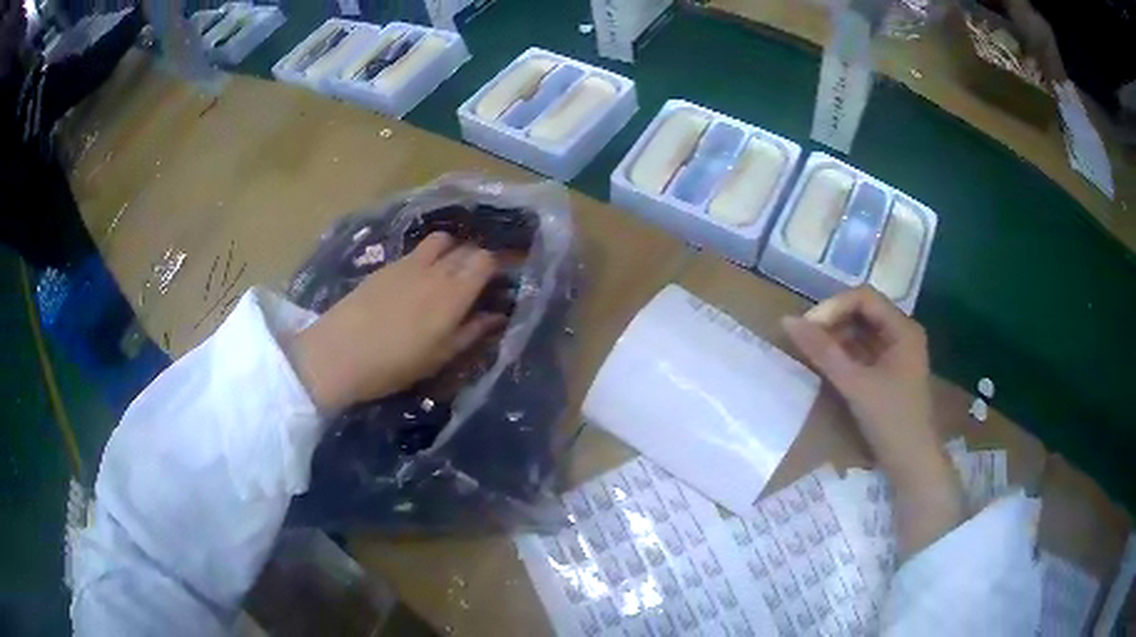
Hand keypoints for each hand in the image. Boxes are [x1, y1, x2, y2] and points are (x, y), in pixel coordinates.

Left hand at [288, 232, 504, 413]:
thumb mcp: (440, 356)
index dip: (496, 266)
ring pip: (440, 240)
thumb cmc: (395, 364)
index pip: (485, 260)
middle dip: (476, 259)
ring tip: (447, 273)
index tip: (498, 282)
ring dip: (450, 250)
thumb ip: (471, 332)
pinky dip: (426, 257)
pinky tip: (417, 280)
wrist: (339, 353)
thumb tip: (497, 316)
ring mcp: (408, 263)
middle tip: (476, 281)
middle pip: (466, 247)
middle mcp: (435, 269)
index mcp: (454, 293)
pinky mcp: (386, 266)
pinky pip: (416, 251)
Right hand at [781, 286, 935, 468]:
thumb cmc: (890, 420)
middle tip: (806, 340)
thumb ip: (823, 352)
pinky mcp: (889, 372)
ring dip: (837, 338)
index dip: (833, 307)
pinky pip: (864, 351)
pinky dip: (844, 354)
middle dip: (833, 321)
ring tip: (812, 352)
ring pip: (862, 332)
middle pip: (863, 312)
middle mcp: (902, 334)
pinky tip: (827, 365)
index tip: (807, 327)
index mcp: (903, 329)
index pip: (863, 298)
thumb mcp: (855, 384)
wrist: (912, 464)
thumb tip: (787, 321)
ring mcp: (897, 354)